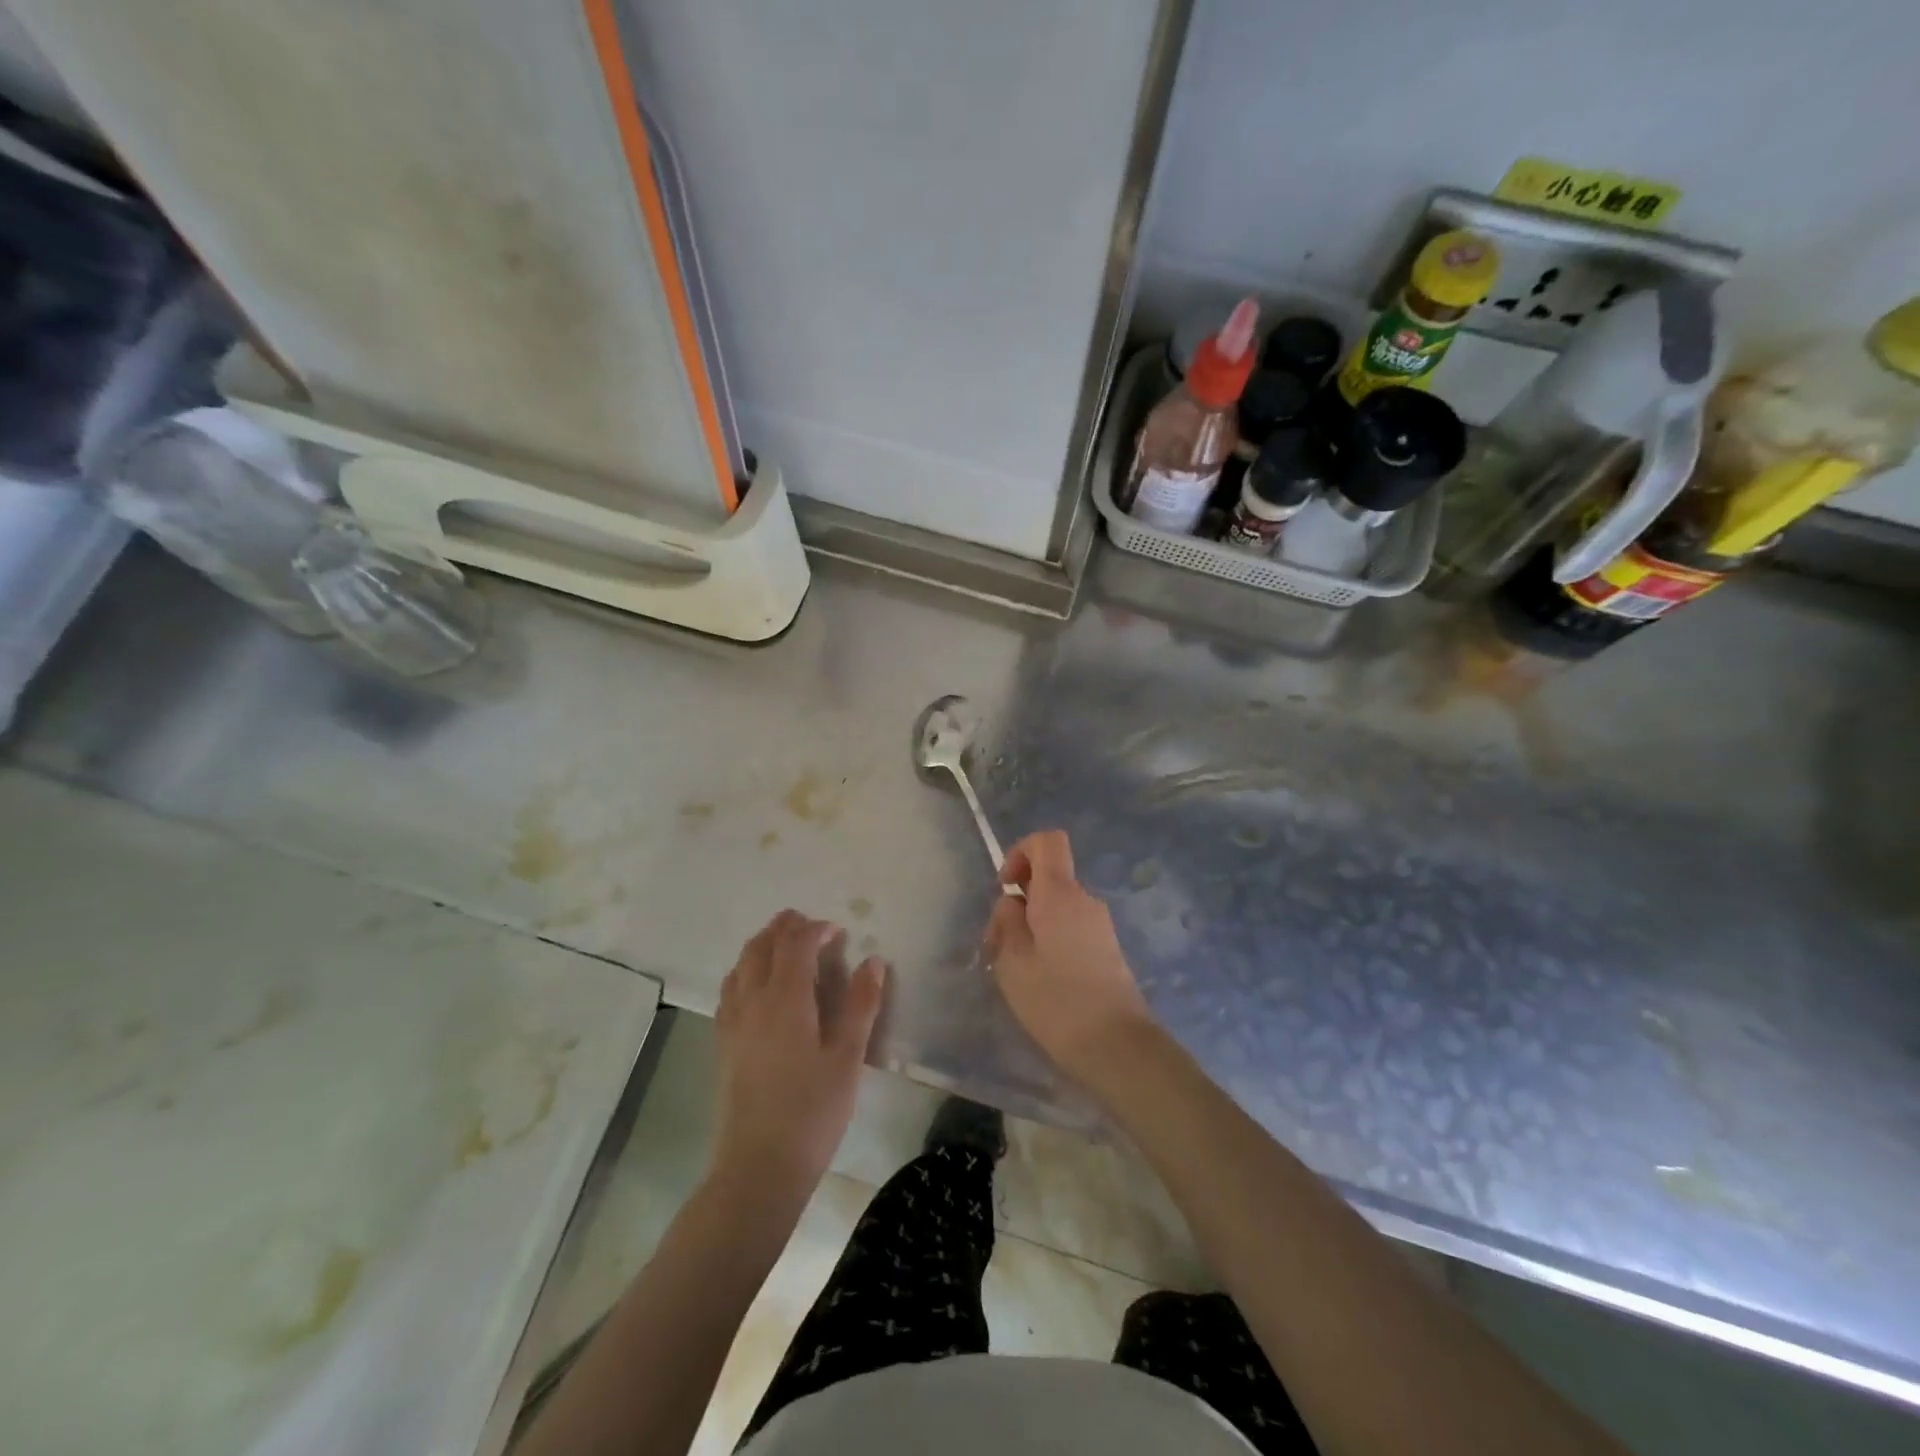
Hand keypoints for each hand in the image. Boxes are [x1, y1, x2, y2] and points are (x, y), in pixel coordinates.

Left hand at [712, 910, 886, 1200]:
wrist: (759, 1167)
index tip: (837, 930)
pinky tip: (757, 988)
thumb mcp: (848, 1057)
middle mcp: (752, 1001)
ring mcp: (732, 1023)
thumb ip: (860, 1005)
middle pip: (761, 947)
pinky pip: (729, 991)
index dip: (815, 929)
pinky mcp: (723, 1045)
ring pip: (740, 965)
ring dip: (761, 946)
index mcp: (785, 999)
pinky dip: (744, 972)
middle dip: (783, 928)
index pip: (795, 945)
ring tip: (783, 947)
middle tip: (808, 924)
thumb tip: (873, 961)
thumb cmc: (813, 1111)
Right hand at [985, 830, 1156, 1087]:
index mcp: (1060, 893)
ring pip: (1056, 907)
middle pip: (1048, 879)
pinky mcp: (1107, 949)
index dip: (1021, 852)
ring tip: (1016, 971)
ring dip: (1031, 927)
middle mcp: (1084, 899)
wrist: (1117, 1046)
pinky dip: (1050, 942)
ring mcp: (1099, 925)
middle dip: (1018, 902)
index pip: (1048, 841)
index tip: (1006, 887)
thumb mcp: (1013, 962)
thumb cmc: (1057, 1001)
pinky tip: (1040, 982)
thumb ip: (1007, 921)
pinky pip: (1070, 928)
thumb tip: (1013, 902)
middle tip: (998, 946)